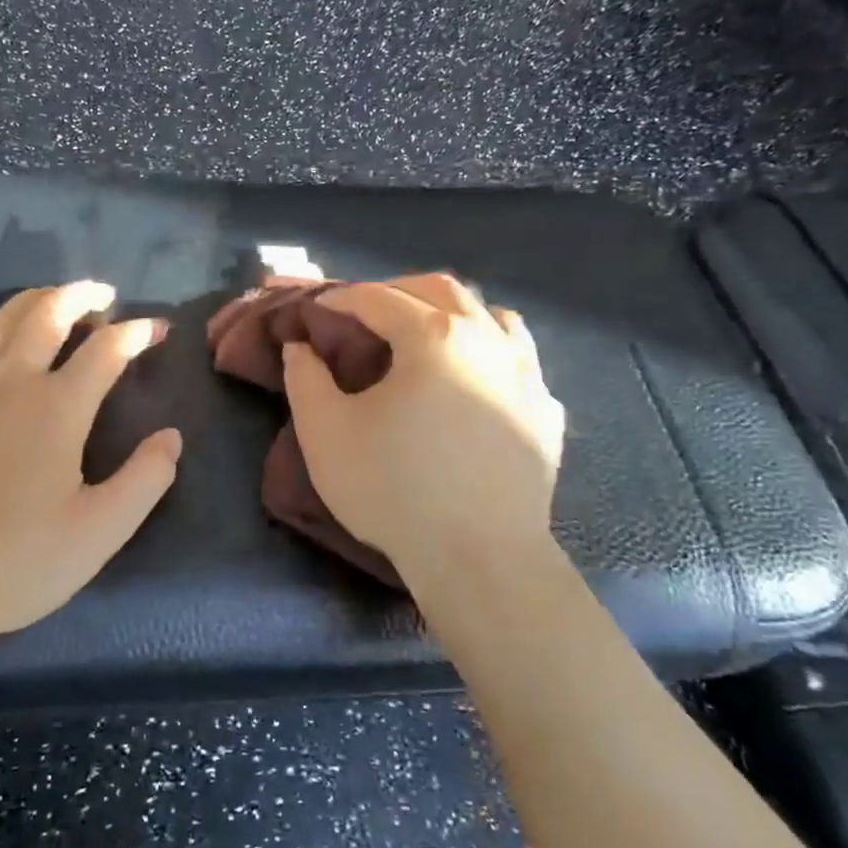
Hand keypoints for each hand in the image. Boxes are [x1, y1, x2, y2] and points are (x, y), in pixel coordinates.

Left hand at [0, 281, 181, 645]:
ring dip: (36, 299)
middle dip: (82, 295)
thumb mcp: (100, 532)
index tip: (155, 329)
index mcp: (58, 407)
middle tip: (102, 295)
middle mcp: (10, 379)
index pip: (106, 349)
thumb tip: (171, 436)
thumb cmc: (15, 562)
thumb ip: (146, 479)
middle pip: (50, 312)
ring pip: (2, 317)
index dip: (136, 333)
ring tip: (54, 301)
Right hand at [281, 274, 564, 592]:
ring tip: (427, 334)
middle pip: (443, 289)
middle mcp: (487, 340)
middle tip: (367, 312)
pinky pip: (520, 361)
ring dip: (454, 313)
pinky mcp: (546, 413)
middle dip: (398, 290)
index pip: (379, 299)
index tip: (319, 307)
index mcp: (433, 337)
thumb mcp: (325, 432)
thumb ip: (305, 379)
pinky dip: (492, 353)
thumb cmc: (394, 488)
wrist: (479, 557)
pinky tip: (476, 380)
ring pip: (493, 316)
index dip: (343, 298)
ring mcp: (527, 375)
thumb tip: (300, 346)